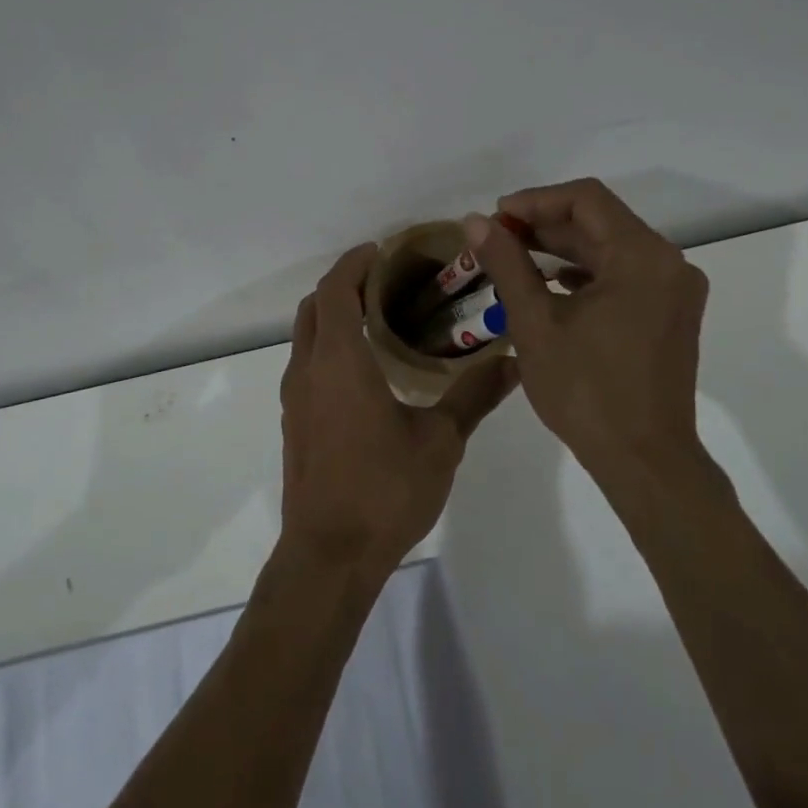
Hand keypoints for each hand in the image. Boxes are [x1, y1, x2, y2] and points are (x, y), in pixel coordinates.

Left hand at [278, 243, 521, 581]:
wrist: (328, 556)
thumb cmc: (384, 490)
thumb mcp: (440, 441)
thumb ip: (474, 396)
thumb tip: (514, 361)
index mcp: (339, 361)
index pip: (336, 290)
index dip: (355, 263)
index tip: (382, 251)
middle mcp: (308, 370)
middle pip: (314, 306)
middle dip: (343, 284)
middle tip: (385, 280)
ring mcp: (294, 398)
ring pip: (305, 336)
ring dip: (332, 315)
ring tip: (377, 317)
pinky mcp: (293, 422)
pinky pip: (305, 364)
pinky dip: (327, 345)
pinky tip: (363, 369)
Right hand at [465, 178, 711, 483]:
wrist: (644, 460)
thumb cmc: (586, 390)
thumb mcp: (535, 323)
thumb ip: (506, 264)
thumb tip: (475, 222)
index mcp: (642, 256)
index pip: (586, 199)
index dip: (535, 200)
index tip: (495, 217)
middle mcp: (668, 263)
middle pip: (601, 221)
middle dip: (545, 225)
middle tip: (496, 238)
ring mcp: (675, 289)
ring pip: (612, 248)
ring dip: (563, 248)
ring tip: (514, 258)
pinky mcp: (671, 313)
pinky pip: (624, 274)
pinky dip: (586, 272)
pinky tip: (551, 285)